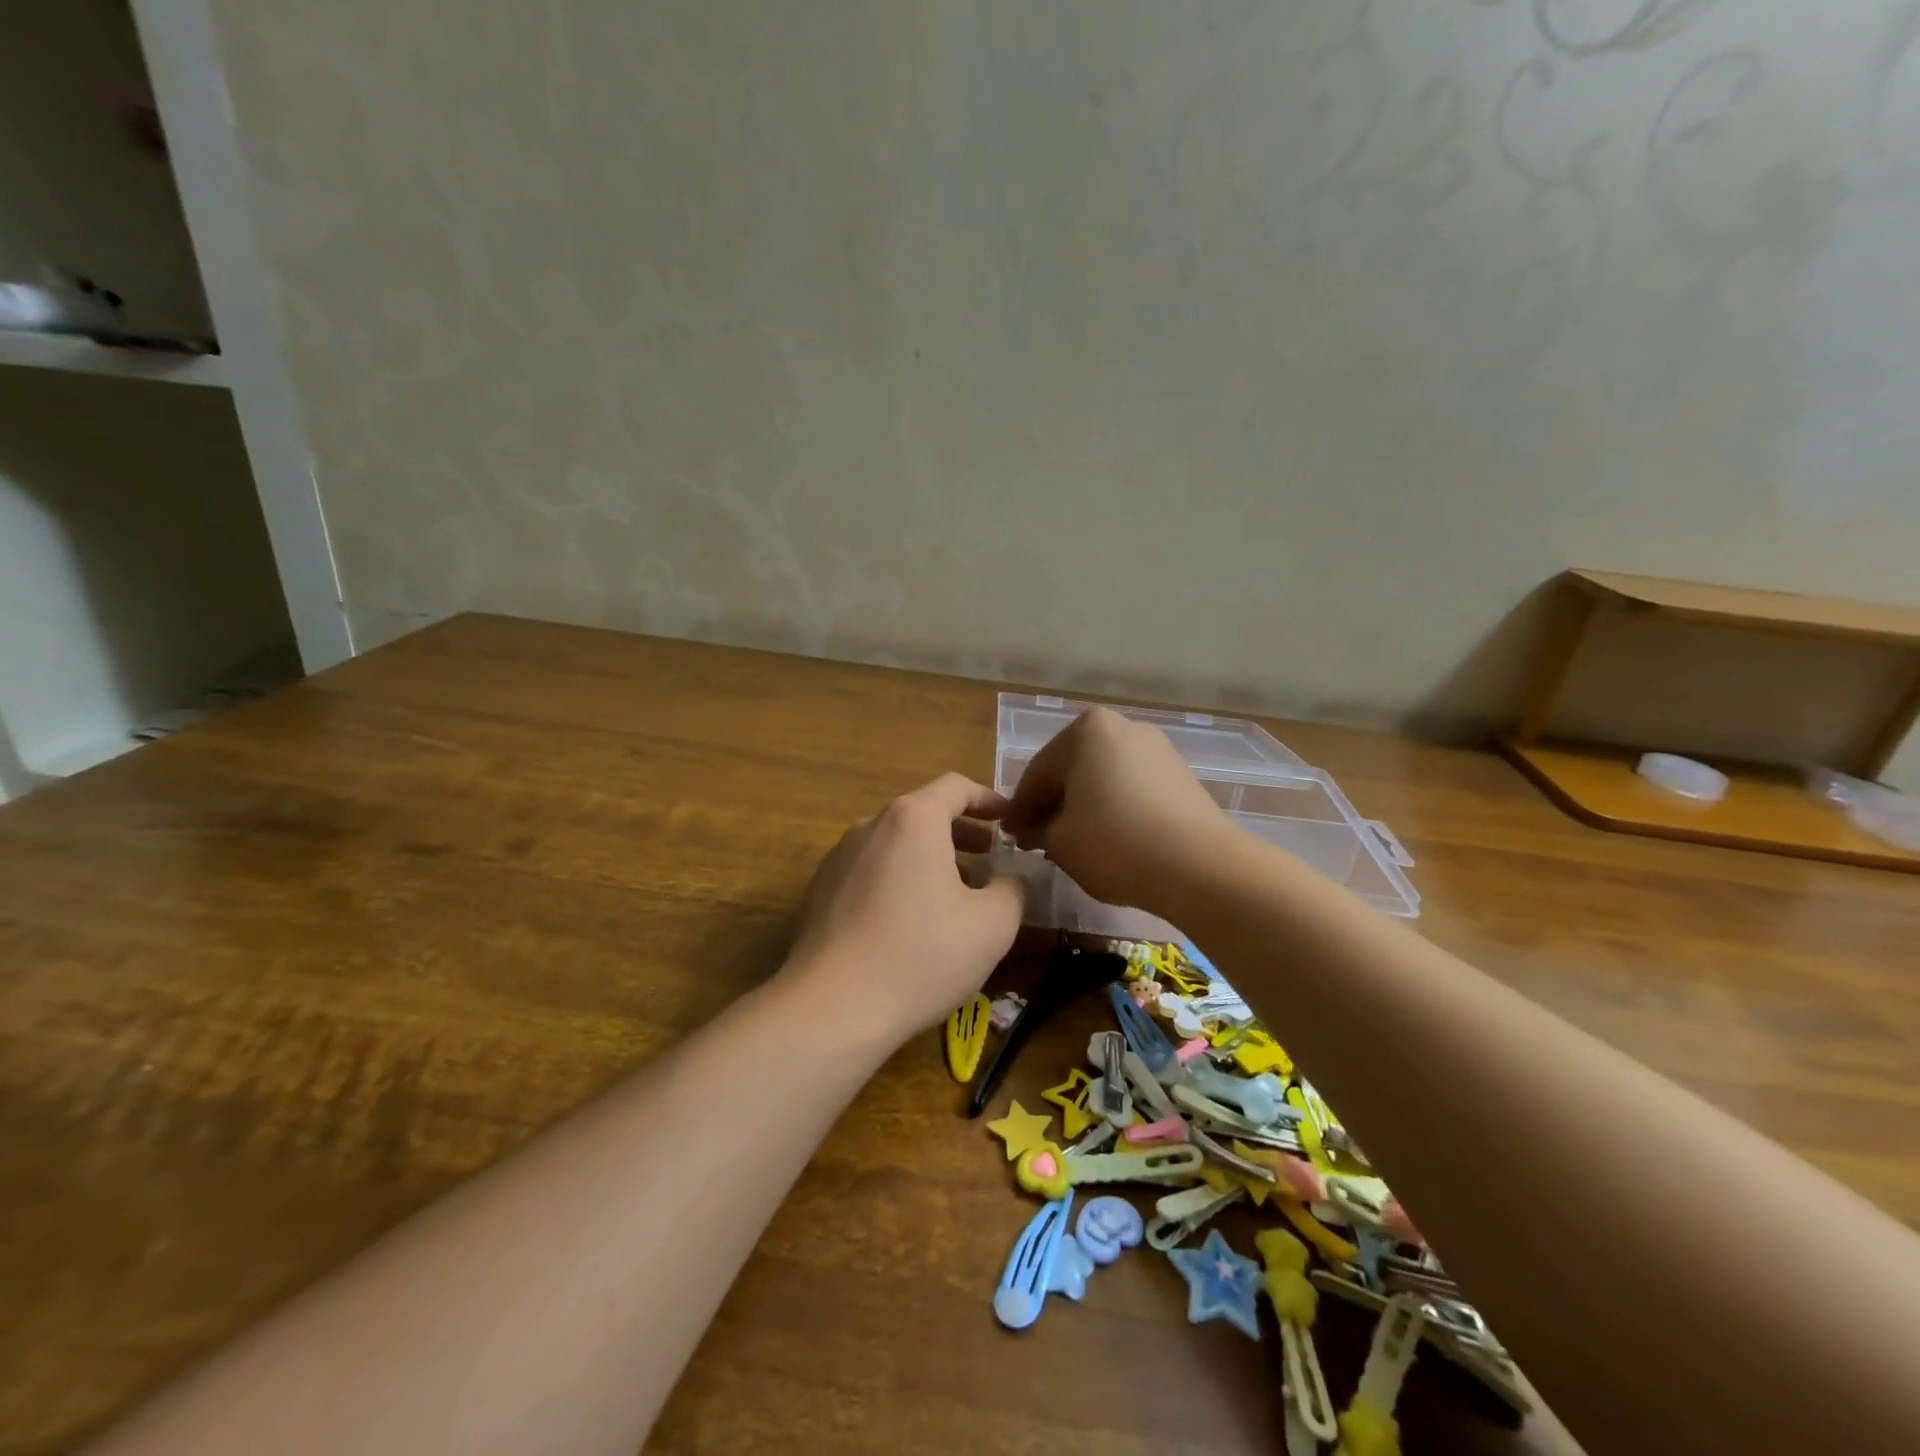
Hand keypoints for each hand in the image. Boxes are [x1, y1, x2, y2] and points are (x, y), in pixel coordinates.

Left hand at [785, 774, 1024, 1045]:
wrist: (832, 1007)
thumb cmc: (921, 955)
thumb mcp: (992, 925)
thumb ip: (1012, 889)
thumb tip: (1008, 878)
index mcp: (912, 820)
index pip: (955, 787)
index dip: (989, 799)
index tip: (1010, 818)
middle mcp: (870, 826)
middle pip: (923, 813)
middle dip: (962, 831)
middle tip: (990, 855)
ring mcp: (839, 858)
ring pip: (895, 844)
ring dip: (930, 858)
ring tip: (956, 893)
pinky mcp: (820, 891)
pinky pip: (871, 871)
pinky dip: (900, 879)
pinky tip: (913, 922)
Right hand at [1001, 706, 1230, 917]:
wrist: (1201, 867)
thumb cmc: (1116, 844)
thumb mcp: (1059, 841)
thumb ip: (1036, 829)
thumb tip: (1032, 829)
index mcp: (1087, 730)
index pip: (1038, 773)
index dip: (1019, 808)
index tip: (1008, 834)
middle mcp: (1123, 727)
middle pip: (1072, 769)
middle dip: (1052, 804)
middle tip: (1034, 839)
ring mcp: (1157, 748)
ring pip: (1102, 778)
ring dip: (1082, 806)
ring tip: (1069, 842)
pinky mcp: (1180, 775)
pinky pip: (1131, 788)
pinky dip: (1112, 808)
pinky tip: (1106, 838)